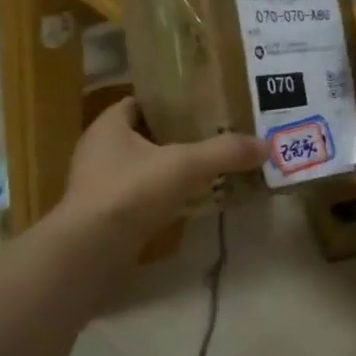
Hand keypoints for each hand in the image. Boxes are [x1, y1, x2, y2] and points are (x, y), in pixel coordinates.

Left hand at [60, 98, 267, 245]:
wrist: (89, 253)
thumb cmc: (130, 192)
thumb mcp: (185, 165)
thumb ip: (225, 152)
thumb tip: (267, 145)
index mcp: (108, 125)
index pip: (139, 102)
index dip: (168, 102)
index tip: (201, 106)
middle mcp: (98, 150)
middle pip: (143, 135)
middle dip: (176, 137)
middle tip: (213, 137)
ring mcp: (99, 186)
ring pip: (142, 168)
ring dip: (169, 170)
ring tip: (208, 170)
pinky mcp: (105, 216)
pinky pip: (140, 198)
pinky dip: (162, 198)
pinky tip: (190, 203)